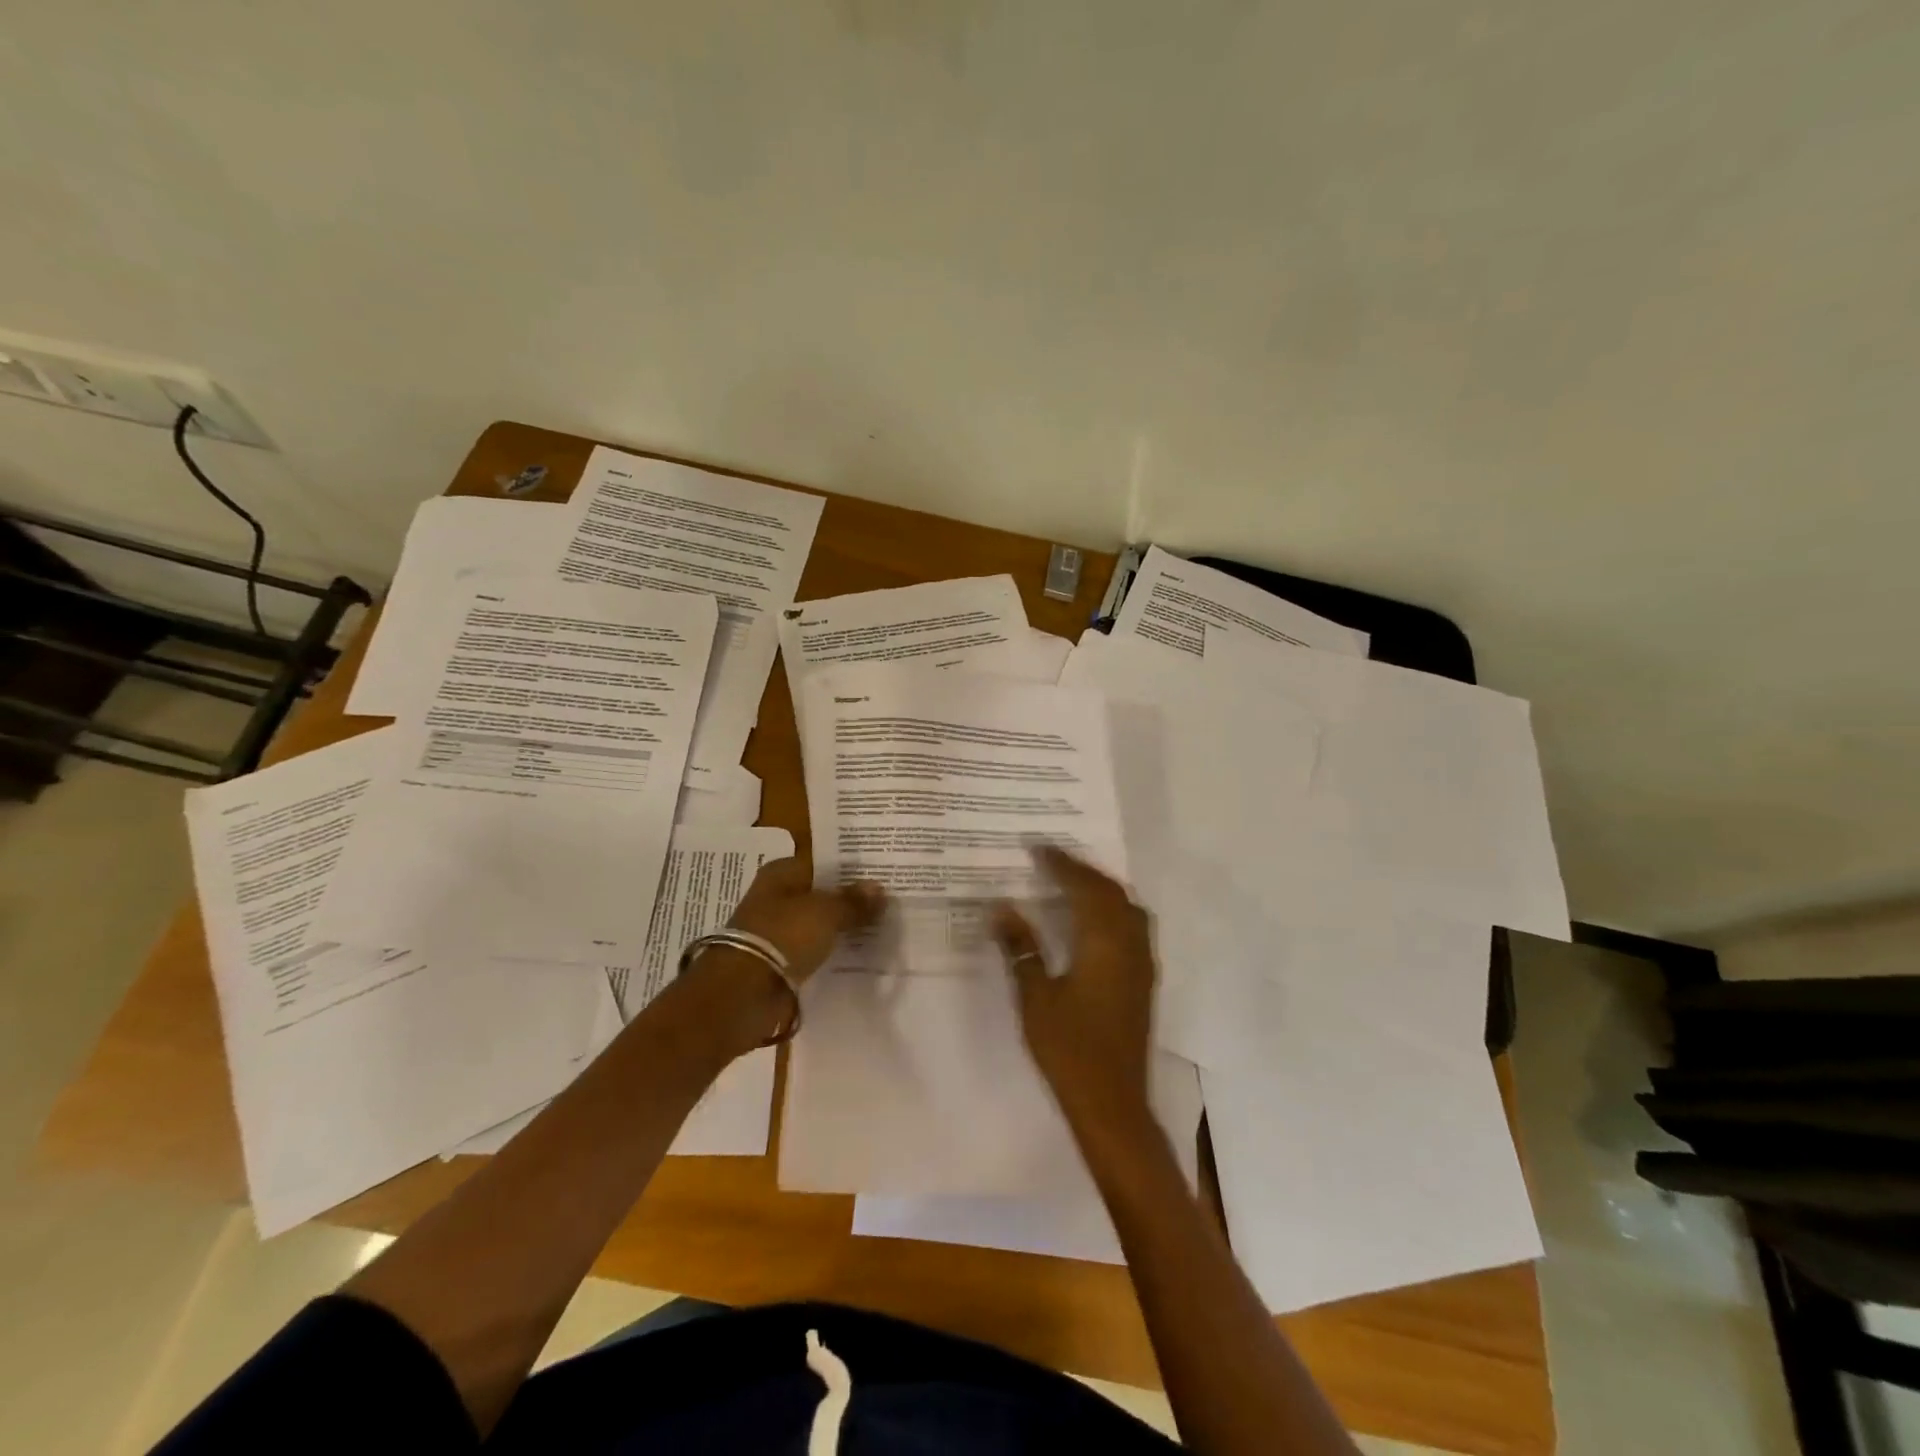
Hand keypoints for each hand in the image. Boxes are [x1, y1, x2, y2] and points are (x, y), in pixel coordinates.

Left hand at [726, 856, 884, 980]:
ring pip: (818, 923)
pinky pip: (813, 950)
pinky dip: (830, 952)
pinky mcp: (779, 960)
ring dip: (841, 928)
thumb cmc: (784, 935)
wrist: (745, 992)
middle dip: (849, 900)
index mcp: (781, 873)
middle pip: (821, 894)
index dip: (851, 870)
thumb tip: (879, 889)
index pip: (823, 863)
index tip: (882, 876)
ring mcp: (776, 930)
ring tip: (880, 929)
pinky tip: (857, 954)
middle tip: (888, 904)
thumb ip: (853, 901)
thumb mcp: (826, 912)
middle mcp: (776, 896)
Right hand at [992, 845, 1155, 1133]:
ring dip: (1101, 888)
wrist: (1113, 1103)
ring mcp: (1141, 964)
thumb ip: (1021, 948)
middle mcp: (1130, 945)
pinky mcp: (1143, 981)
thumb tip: (1002, 907)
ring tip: (1071, 880)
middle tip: (1051, 858)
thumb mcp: (1036, 997)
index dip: (1062, 864)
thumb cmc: (1069, 1049)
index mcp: (1104, 943)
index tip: (1037, 846)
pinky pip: (1132, 926)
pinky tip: (1091, 920)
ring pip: (1127, 908)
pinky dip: (1111, 909)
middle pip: (1111, 892)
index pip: (1084, 888)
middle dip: (1083, 870)